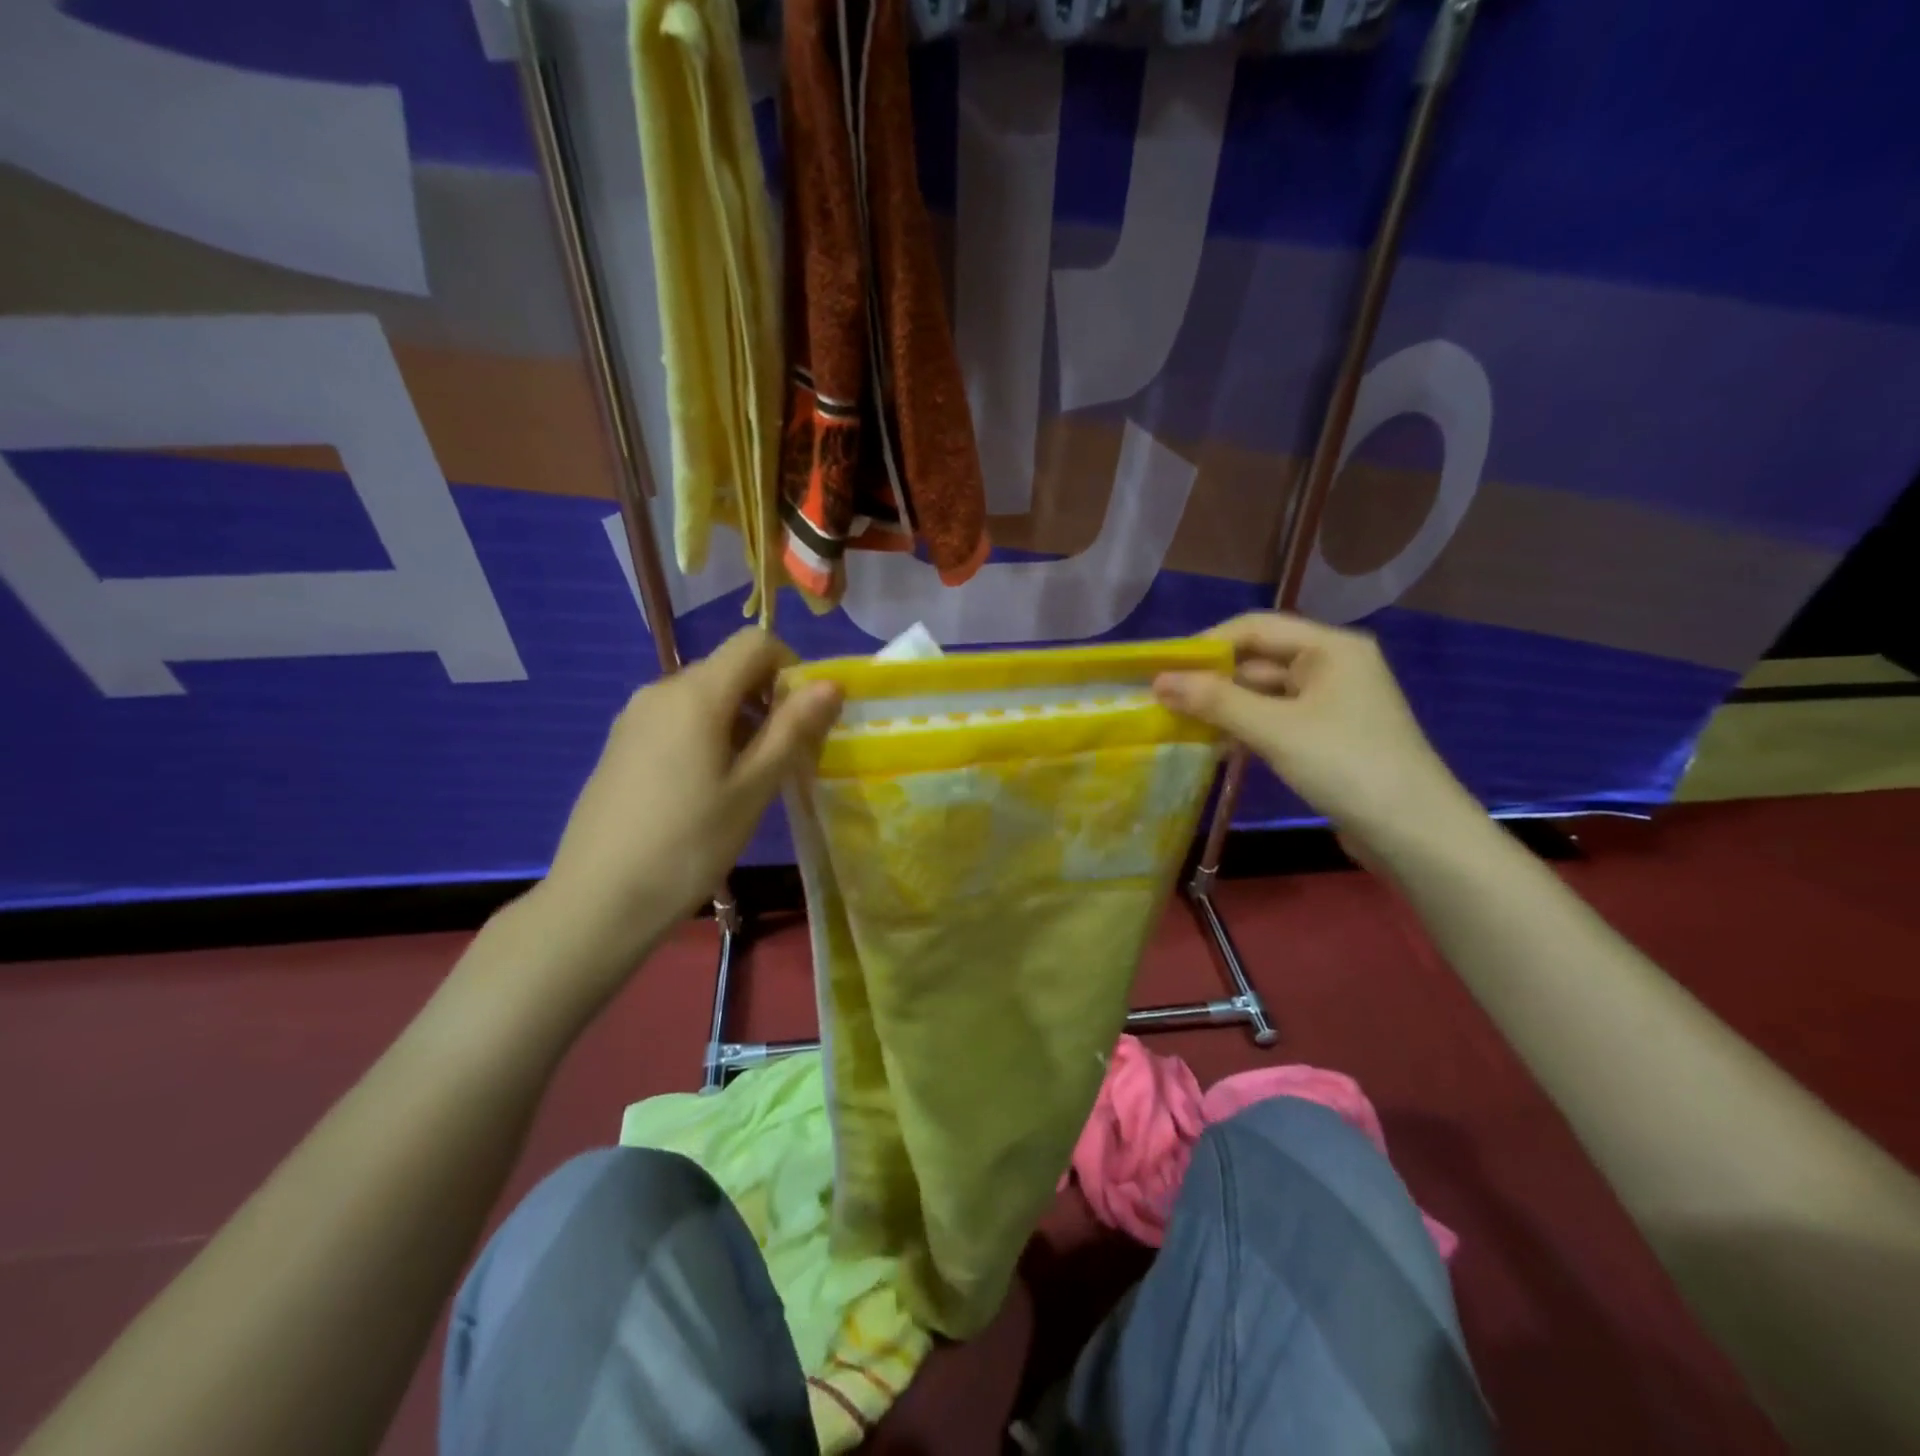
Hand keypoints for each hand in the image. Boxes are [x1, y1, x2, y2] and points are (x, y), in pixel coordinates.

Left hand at [526, 628, 840, 993]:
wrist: (599, 899)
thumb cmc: (689, 844)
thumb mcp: (753, 787)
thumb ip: (792, 729)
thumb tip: (831, 683)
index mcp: (696, 693)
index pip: (756, 643)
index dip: (792, 668)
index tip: (805, 719)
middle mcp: (661, 690)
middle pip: (730, 669)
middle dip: (769, 700)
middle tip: (786, 758)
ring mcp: (635, 717)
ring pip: (705, 697)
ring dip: (741, 722)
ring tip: (749, 781)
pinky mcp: (622, 743)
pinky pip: (677, 719)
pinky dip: (708, 735)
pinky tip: (708, 789)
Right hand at [1153, 612, 1474, 848]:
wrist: (1413, 833)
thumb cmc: (1345, 765)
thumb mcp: (1274, 729)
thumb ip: (1215, 701)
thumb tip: (1158, 682)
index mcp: (1329, 648)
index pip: (1255, 627)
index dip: (1206, 644)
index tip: (1162, 668)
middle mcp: (1332, 666)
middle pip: (1259, 660)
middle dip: (1212, 679)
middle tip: (1162, 700)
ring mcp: (1332, 704)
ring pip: (1264, 694)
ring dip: (1224, 707)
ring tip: (1177, 723)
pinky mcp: (1328, 737)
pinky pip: (1276, 721)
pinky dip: (1245, 728)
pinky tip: (1213, 746)